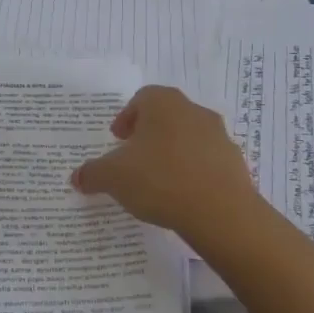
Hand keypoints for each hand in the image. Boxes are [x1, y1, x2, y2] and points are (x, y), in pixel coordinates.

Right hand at [71, 85, 262, 239]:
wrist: (221, 213)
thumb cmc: (160, 179)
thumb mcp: (113, 177)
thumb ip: (93, 173)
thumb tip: (78, 177)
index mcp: (163, 103)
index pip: (141, 99)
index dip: (126, 117)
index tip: (117, 139)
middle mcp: (194, 112)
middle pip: (166, 117)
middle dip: (148, 135)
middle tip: (133, 158)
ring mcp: (219, 137)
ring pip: (188, 139)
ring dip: (172, 154)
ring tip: (157, 181)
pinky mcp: (235, 164)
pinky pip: (206, 163)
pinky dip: (193, 173)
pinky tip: (181, 196)